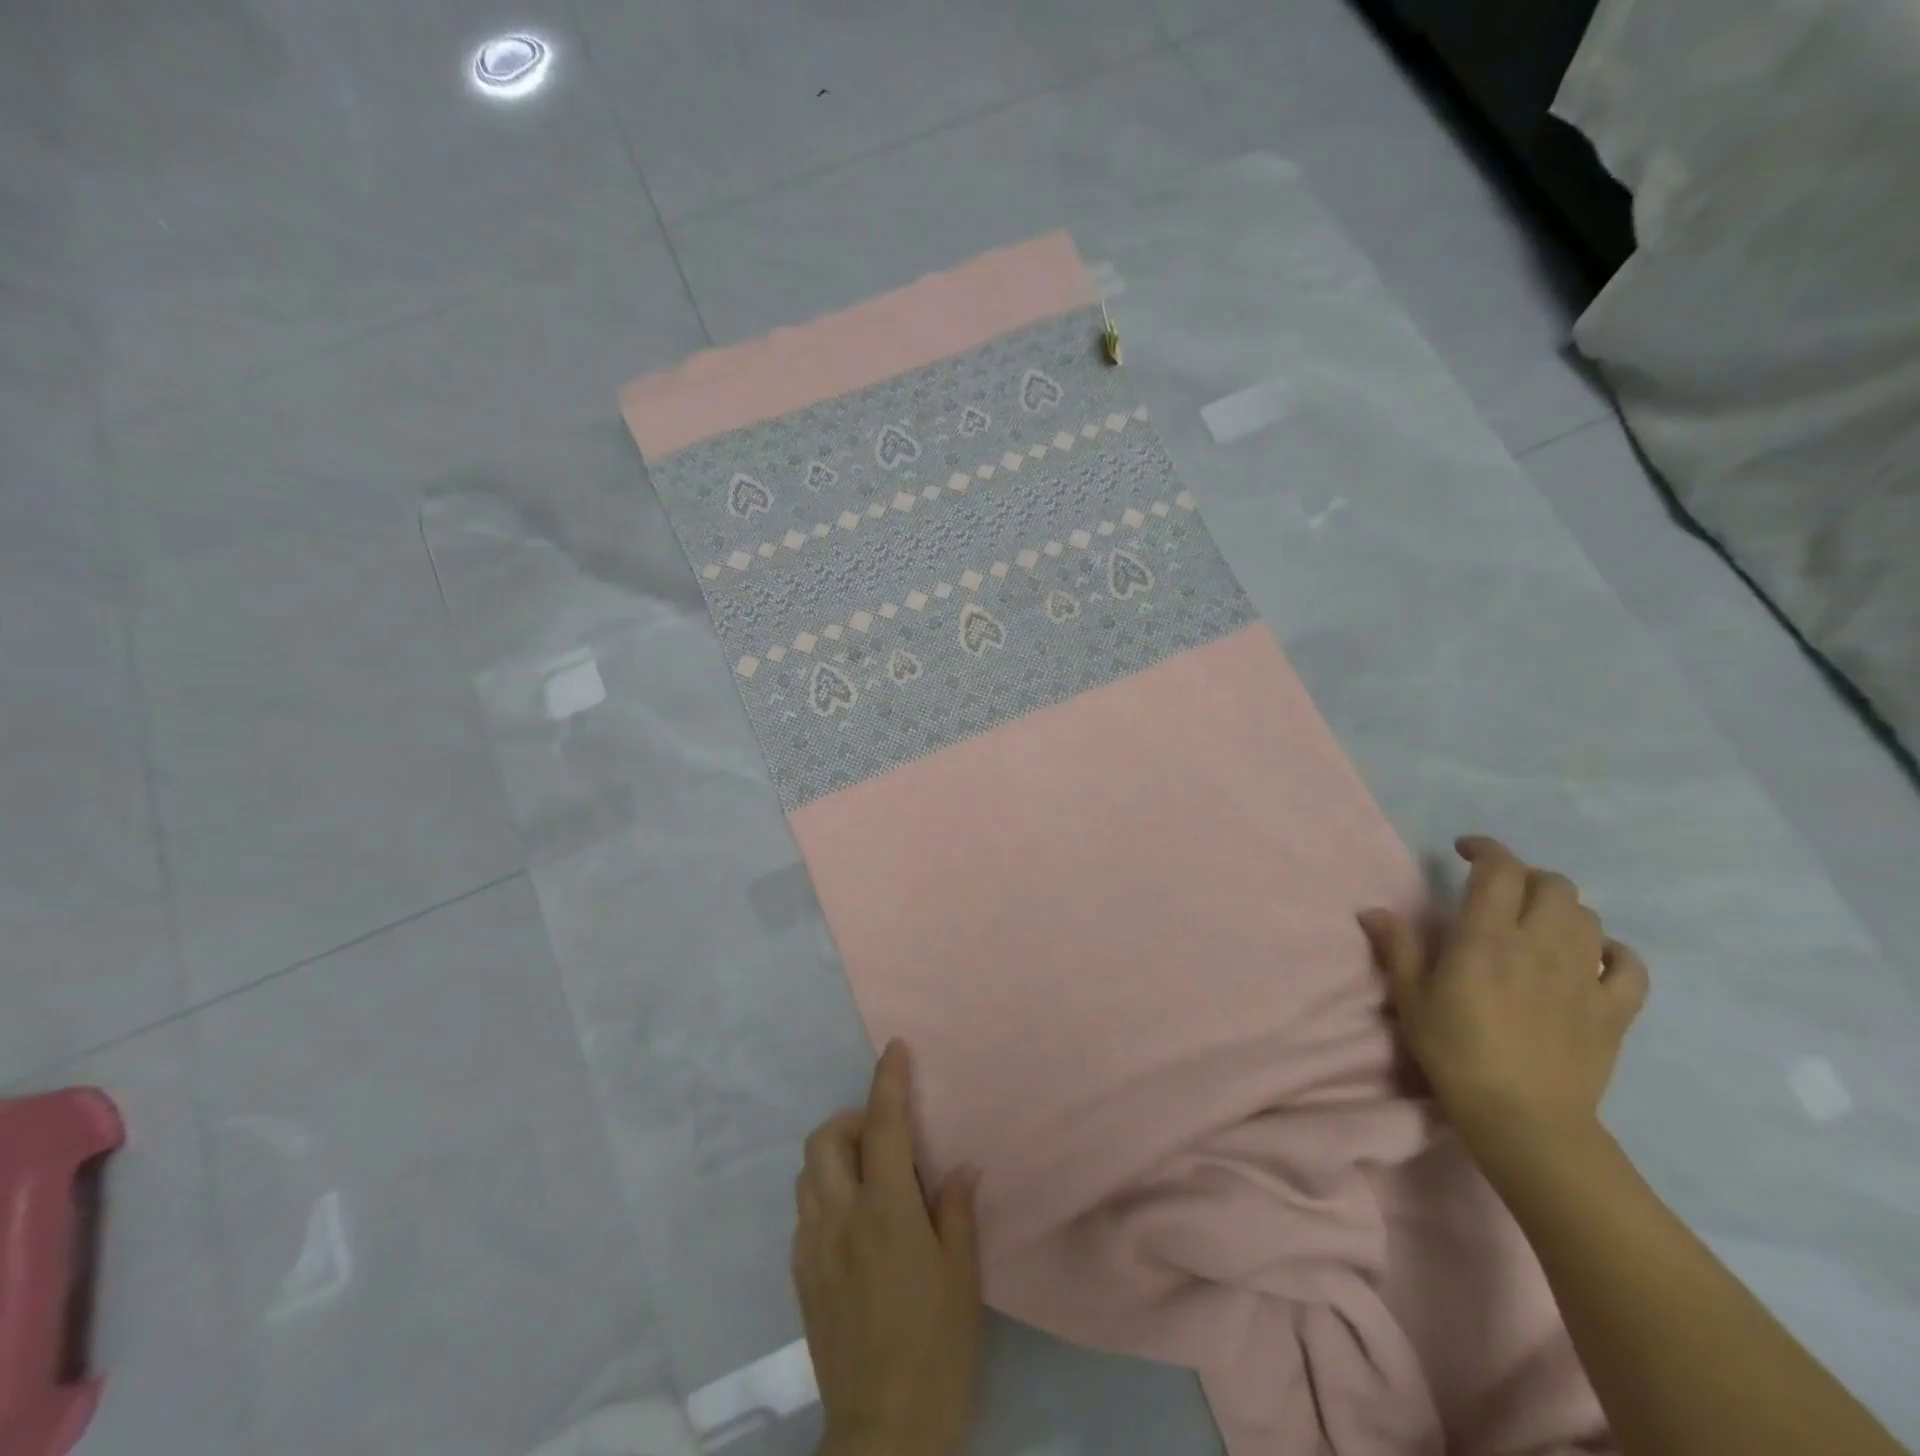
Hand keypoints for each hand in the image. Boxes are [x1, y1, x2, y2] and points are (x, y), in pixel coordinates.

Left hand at [793, 1041, 982, 1455]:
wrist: (883, 1430)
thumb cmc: (936, 1347)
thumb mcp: (963, 1276)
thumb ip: (957, 1210)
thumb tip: (958, 1168)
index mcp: (886, 1210)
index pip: (884, 1125)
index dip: (888, 1081)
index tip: (894, 1048)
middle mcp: (841, 1217)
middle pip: (826, 1139)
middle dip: (849, 1119)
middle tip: (881, 1136)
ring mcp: (813, 1247)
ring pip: (807, 1173)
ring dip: (833, 1156)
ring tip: (866, 1175)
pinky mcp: (801, 1277)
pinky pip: (804, 1214)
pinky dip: (824, 1196)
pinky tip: (850, 1223)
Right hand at [1359, 836, 1649, 1170]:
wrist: (1524, 1119)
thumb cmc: (1454, 1052)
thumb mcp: (1411, 997)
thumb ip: (1397, 947)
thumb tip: (1373, 910)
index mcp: (1487, 936)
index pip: (1499, 869)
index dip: (1485, 849)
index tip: (1465, 850)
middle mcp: (1540, 943)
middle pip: (1552, 885)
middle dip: (1525, 876)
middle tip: (1500, 891)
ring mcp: (1585, 975)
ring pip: (1588, 917)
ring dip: (1562, 909)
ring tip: (1538, 923)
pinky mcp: (1615, 1009)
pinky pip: (1630, 966)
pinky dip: (1613, 952)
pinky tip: (1593, 959)